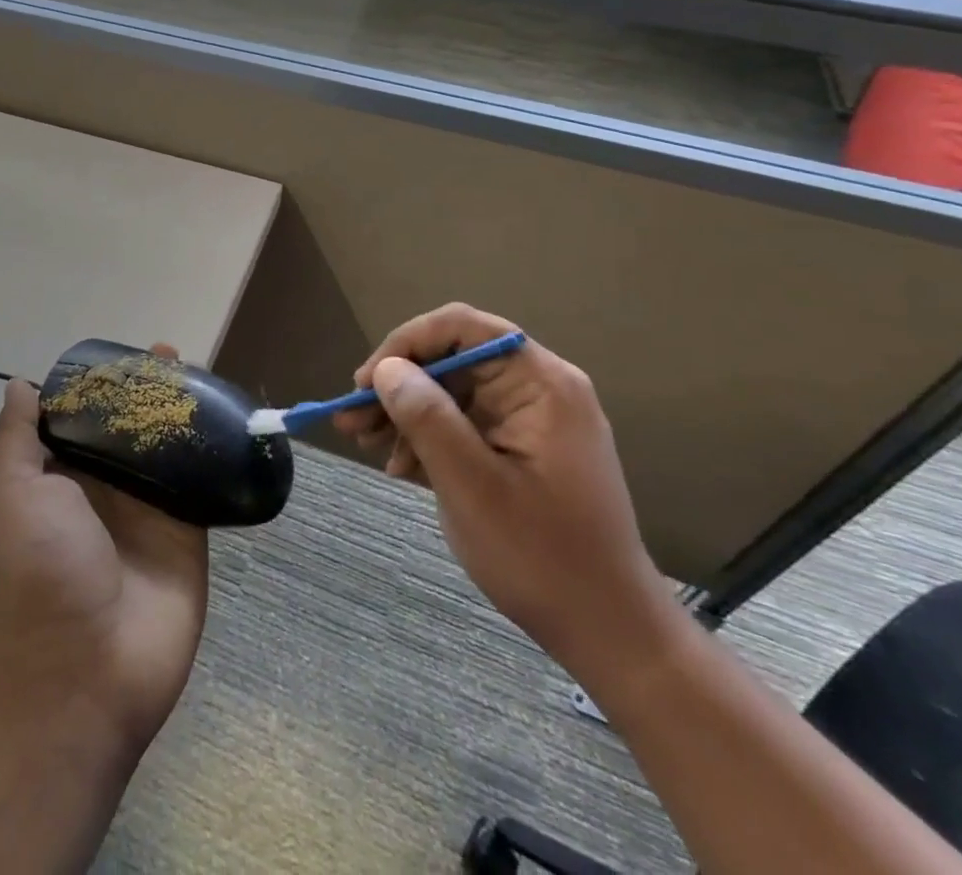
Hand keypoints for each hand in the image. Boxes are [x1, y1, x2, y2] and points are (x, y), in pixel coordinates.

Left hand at [0, 344, 208, 749]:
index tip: (123, 354)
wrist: (82, 671)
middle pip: (130, 426)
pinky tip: (231, 419)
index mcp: (61, 476)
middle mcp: (105, 488)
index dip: (101, 384)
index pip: (83, 416)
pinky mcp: (188, 531)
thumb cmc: (38, 571)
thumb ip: (17, 439)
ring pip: (169, 448)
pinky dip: (215, 453)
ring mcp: (149, 509)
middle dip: (149, 391)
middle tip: (172, 355)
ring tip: (203, 376)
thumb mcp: (12, 494)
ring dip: (184, 414)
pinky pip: (203, 482)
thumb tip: (19, 385)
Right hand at [333, 304, 672, 672]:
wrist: (609, 633)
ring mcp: (533, 418)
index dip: (406, 343)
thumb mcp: (471, 485)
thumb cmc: (542, 557)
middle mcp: (539, 387)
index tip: (366, 382)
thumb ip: (427, 417)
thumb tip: (386, 369)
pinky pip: (466, 422)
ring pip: (453, 391)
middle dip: (398, 385)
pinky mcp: (524, 446)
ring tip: (364, 443)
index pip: (462, 327)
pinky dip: (429, 437)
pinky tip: (399, 465)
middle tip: (352, 419)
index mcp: (540, 382)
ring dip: (406, 412)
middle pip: (453, 359)